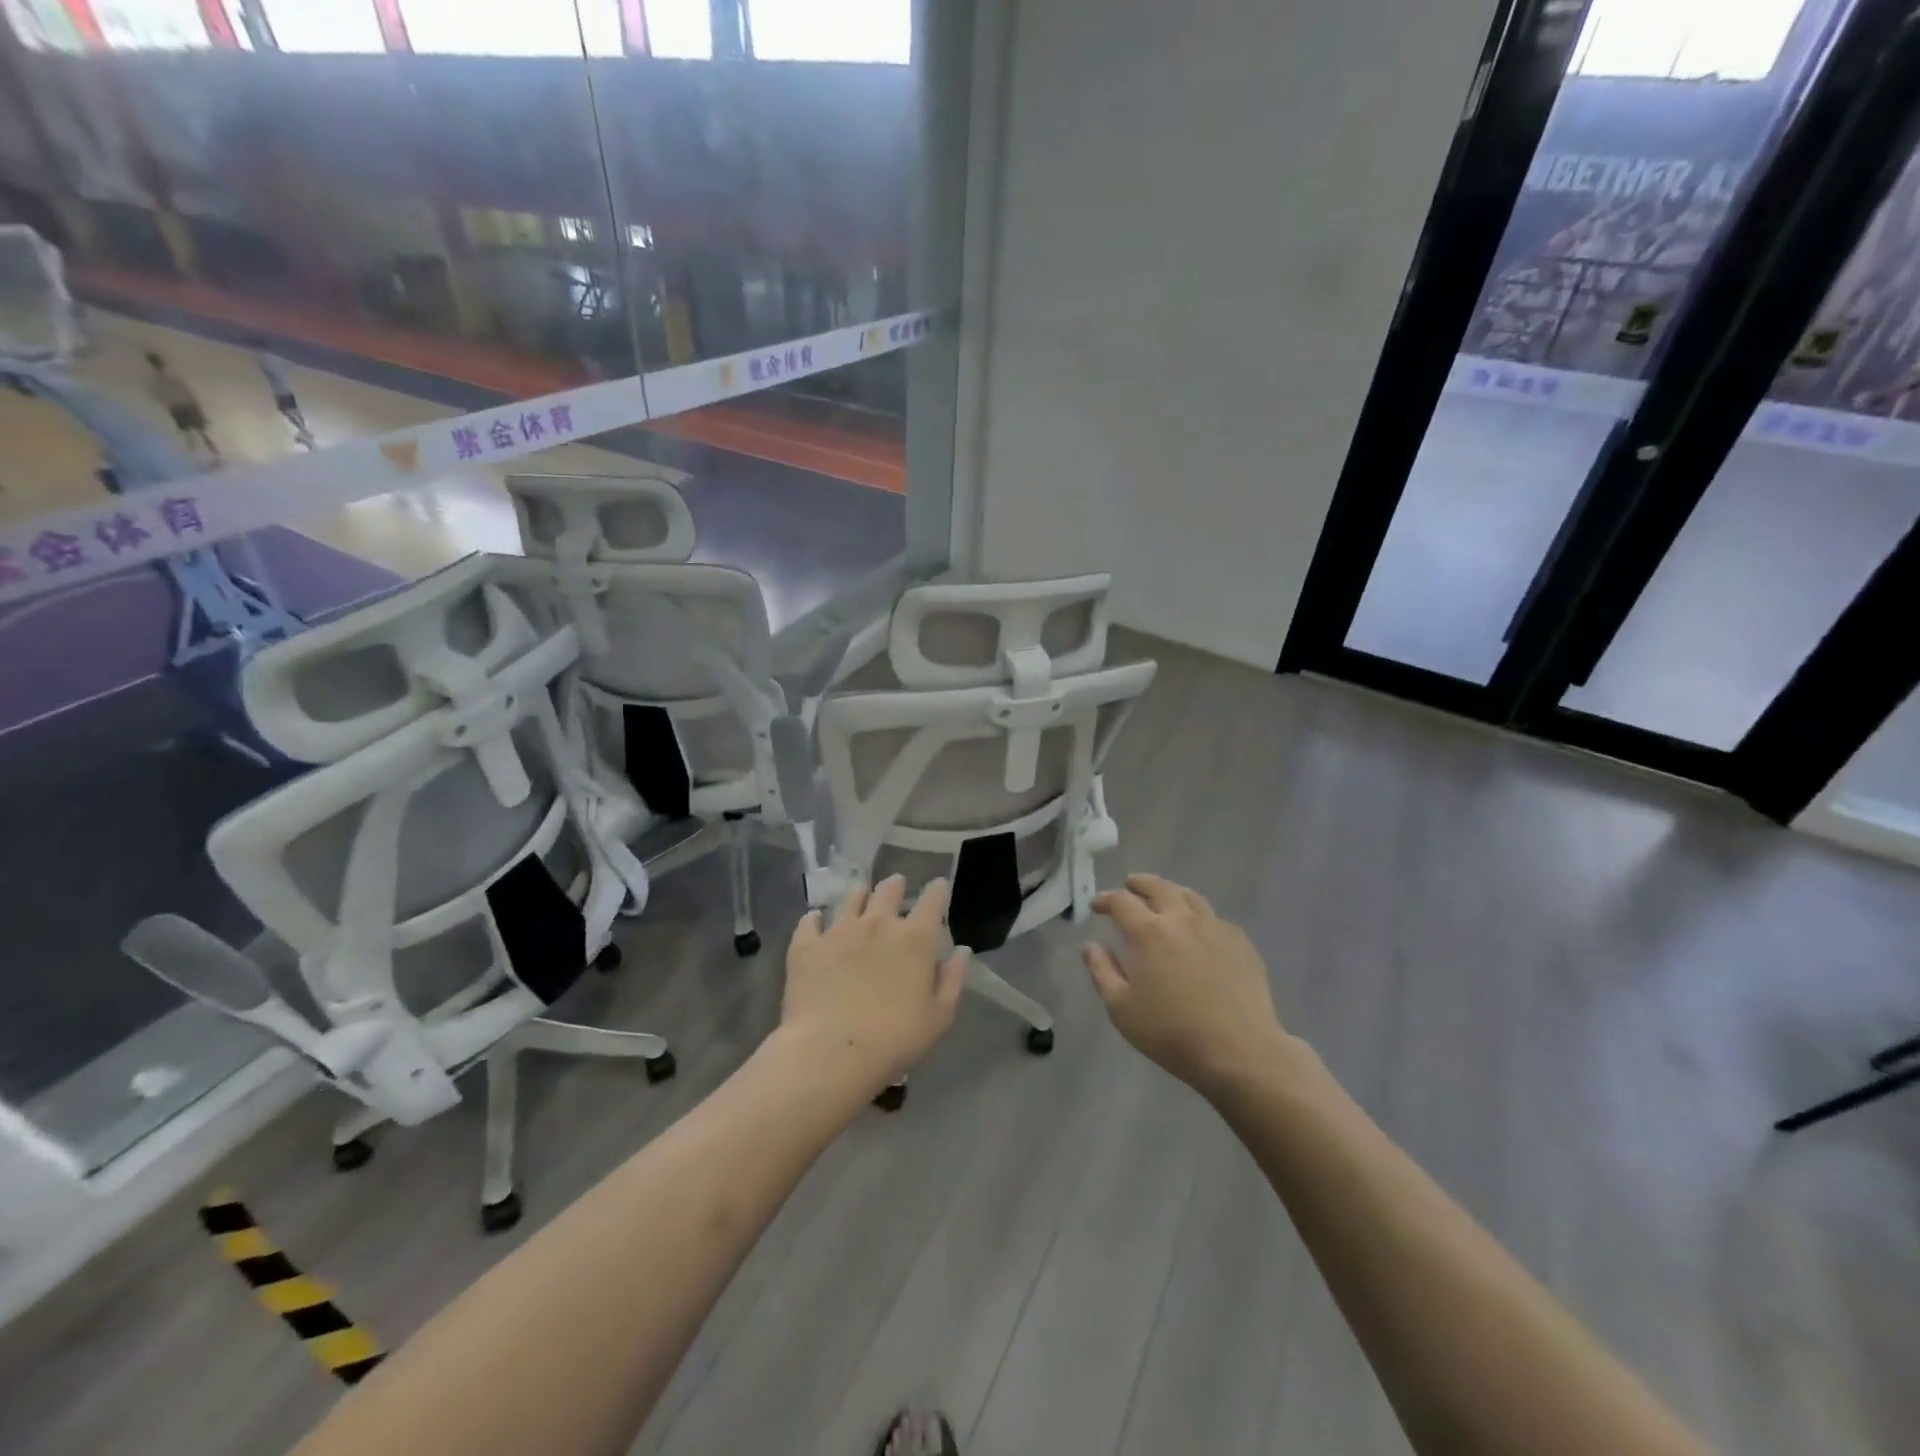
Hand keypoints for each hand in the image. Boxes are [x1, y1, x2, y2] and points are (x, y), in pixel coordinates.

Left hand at [782, 875, 969, 1096]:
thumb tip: (961, 950)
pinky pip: (810, 921)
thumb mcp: (939, 1016)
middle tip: (896, 886)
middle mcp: (878, 924)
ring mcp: (839, 931)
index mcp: (915, 939)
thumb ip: (952, 979)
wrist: (831, 1053)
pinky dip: (815, 919)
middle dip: (895, 885)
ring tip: (860, 898)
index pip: (932, 900)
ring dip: (860, 896)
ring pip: (851, 898)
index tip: (938, 886)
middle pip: (888, 890)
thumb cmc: (895, 1039)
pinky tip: (816, 922)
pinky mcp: (806, 946)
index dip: (937, 890)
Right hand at [1084, 873, 1292, 1096]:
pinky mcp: (1240, 942)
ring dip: (1170, 891)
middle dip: (1139, 883)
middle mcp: (1181, 919)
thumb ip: (1102, 971)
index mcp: (1148, 932)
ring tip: (1163, 897)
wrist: (1239, 1051)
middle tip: (1130, 885)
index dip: (1105, 900)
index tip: (1096, 906)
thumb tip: (1091, 945)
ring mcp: (1215, 928)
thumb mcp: (1121, 1008)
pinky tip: (1198, 929)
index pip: (1121, 902)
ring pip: (1189, 896)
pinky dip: (1198, 915)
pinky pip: (1214, 918)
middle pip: (1158, 887)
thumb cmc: (1171, 1032)